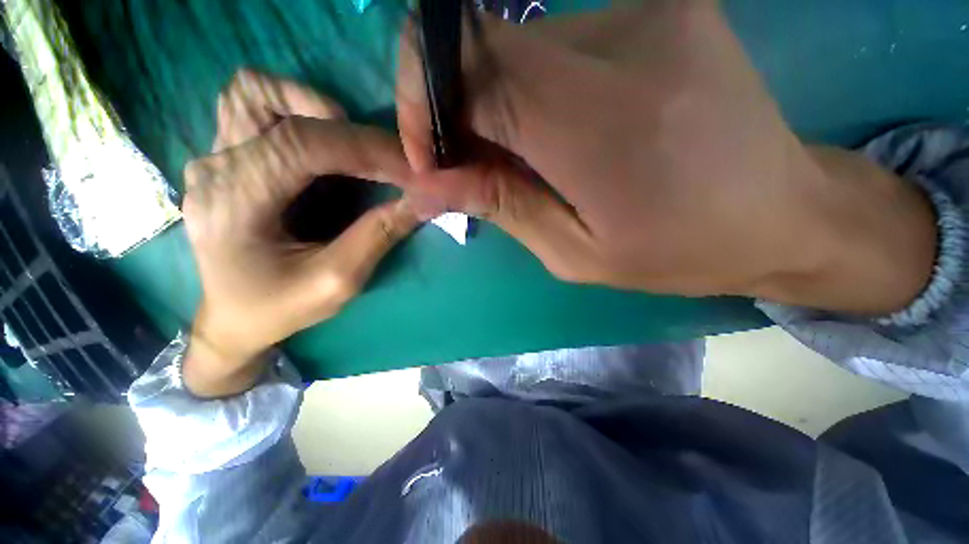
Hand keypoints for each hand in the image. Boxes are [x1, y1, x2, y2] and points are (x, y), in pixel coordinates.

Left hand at [182, 71, 419, 396]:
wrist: (233, 318)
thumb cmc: (280, 307)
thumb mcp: (336, 283)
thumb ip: (377, 236)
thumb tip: (421, 200)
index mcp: (235, 203)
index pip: (303, 145)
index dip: (366, 149)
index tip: (413, 167)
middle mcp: (214, 167)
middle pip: (272, 102)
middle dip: (346, 126)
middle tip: (388, 158)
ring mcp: (213, 156)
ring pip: (255, 92)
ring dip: (312, 106)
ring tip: (352, 143)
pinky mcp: (225, 157)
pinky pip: (256, 110)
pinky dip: (297, 113)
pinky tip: (325, 146)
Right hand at [395, 2, 935, 313]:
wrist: (781, 214)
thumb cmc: (679, 252)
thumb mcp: (575, 254)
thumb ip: (501, 206)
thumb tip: (427, 185)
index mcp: (599, 124)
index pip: (470, 66)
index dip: (422, 102)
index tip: (424, 156)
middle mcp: (621, 42)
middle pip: (486, 46)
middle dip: (453, 106)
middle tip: (465, 164)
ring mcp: (645, 14)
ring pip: (518, 47)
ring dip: (495, 103)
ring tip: (516, 158)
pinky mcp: (658, 9)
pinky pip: (556, 46)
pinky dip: (531, 90)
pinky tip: (555, 133)